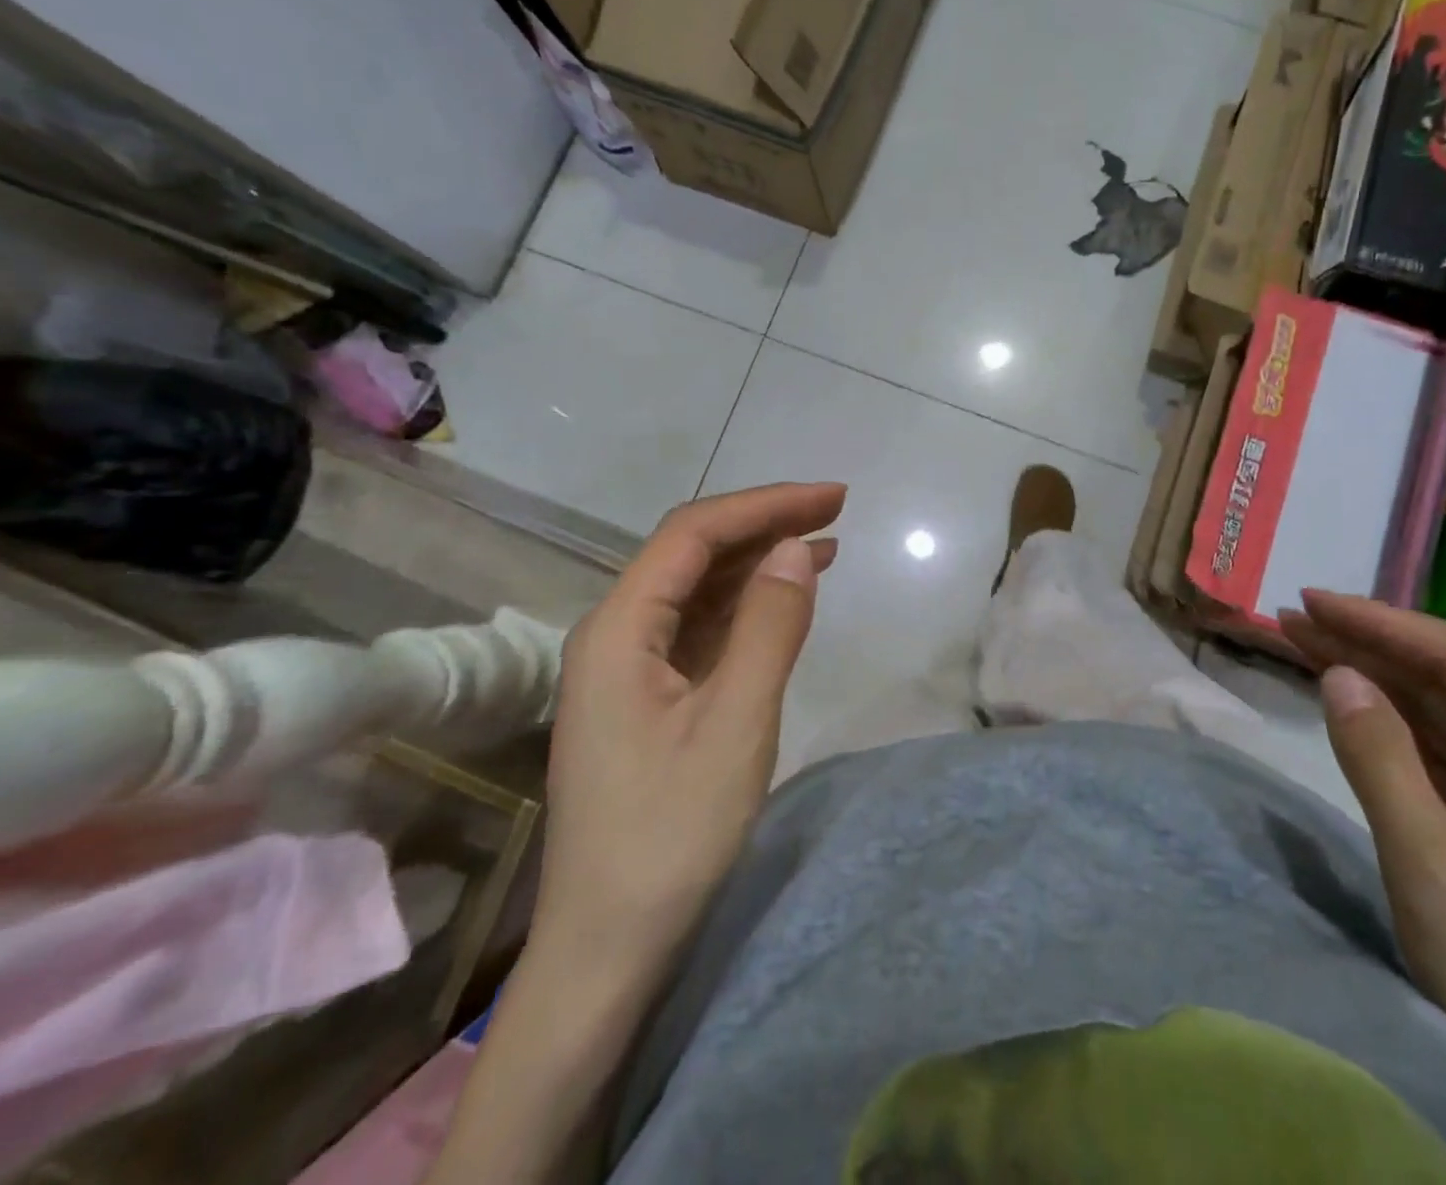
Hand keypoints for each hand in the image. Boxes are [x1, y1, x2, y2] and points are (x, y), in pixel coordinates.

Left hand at [531, 483, 845, 977]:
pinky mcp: (646, 698)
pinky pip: (699, 629)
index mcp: (619, 630)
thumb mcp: (736, 724)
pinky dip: (746, 607)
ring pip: (698, 590)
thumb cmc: (671, 836)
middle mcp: (614, 635)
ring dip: (759, 563)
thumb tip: (798, 549)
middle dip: (765, 525)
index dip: (766, 505)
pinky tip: (785, 603)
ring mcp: (627, 669)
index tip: (833, 498)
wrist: (609, 947)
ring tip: (826, 547)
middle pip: (693, 554)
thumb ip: (768, 627)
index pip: (694, 534)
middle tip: (837, 512)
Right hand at [1278, 592, 1445, 1184]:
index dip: (1381, 622)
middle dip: (1367, 644)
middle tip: (1289, 619)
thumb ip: (1378, 754)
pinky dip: (1383, 726)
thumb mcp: (1427, 858)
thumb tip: (1337, 672)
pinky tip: (1347, 707)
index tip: (1310, 602)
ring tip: (1300, 646)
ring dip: (1370, 680)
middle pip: (1445, 682)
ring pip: (1435, 716)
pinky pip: (1432, 756)